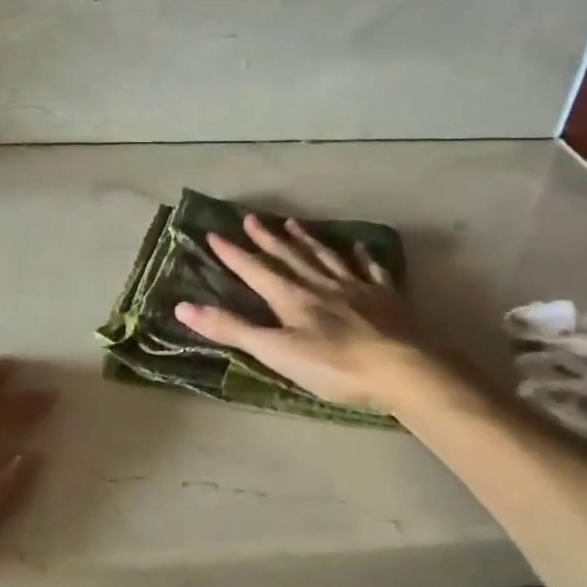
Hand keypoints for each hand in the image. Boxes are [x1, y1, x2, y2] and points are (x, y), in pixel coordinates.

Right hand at [174, 214, 426, 410]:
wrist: (403, 369)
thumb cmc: (334, 367)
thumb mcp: (275, 352)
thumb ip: (232, 329)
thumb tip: (183, 307)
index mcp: (292, 298)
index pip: (255, 270)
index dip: (233, 254)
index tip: (213, 234)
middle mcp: (321, 284)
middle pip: (289, 256)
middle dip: (267, 238)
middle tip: (250, 218)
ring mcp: (356, 288)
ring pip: (325, 257)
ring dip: (306, 240)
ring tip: (293, 222)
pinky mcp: (386, 298)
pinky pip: (369, 269)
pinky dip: (362, 256)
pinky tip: (358, 246)